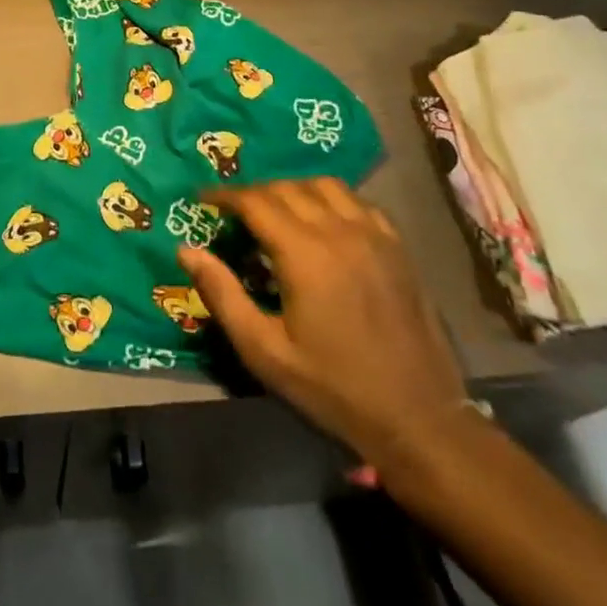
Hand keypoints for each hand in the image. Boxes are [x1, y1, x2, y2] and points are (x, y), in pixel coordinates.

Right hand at [179, 178, 466, 468]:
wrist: (419, 420)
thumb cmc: (333, 388)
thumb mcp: (265, 351)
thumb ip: (222, 294)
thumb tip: (186, 250)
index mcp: (304, 254)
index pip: (255, 201)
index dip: (224, 195)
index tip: (203, 200)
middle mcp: (339, 231)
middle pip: (286, 188)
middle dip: (254, 192)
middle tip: (234, 212)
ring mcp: (375, 236)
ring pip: (324, 186)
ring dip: (293, 189)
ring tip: (276, 211)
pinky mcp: (398, 248)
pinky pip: (358, 202)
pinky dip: (332, 200)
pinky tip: (324, 222)